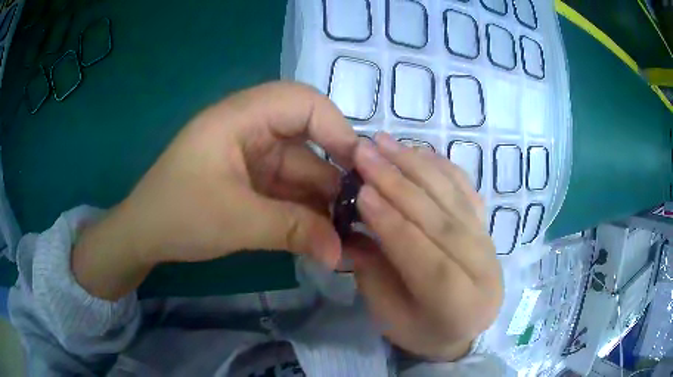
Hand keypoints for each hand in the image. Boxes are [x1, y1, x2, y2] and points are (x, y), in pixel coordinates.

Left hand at [72, 82, 357, 299]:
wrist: (143, 236)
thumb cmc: (178, 216)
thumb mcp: (236, 222)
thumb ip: (294, 231)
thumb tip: (341, 253)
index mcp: (240, 117)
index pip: (302, 102)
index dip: (336, 128)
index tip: (358, 170)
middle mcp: (250, 128)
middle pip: (308, 137)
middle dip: (334, 172)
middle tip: (360, 207)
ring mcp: (252, 155)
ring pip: (301, 168)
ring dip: (323, 199)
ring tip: (348, 231)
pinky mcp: (251, 179)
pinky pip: (288, 188)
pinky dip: (306, 210)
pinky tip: (324, 234)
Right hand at [345, 133, 502, 361]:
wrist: (467, 328)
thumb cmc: (423, 331)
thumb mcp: (389, 316)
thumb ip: (372, 272)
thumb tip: (350, 224)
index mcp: (459, 305)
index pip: (426, 258)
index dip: (393, 223)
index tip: (361, 191)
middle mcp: (483, 269)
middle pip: (441, 220)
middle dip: (399, 184)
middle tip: (364, 153)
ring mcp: (490, 243)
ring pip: (454, 197)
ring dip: (416, 165)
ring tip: (384, 142)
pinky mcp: (488, 226)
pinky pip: (466, 189)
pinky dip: (441, 166)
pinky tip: (418, 151)